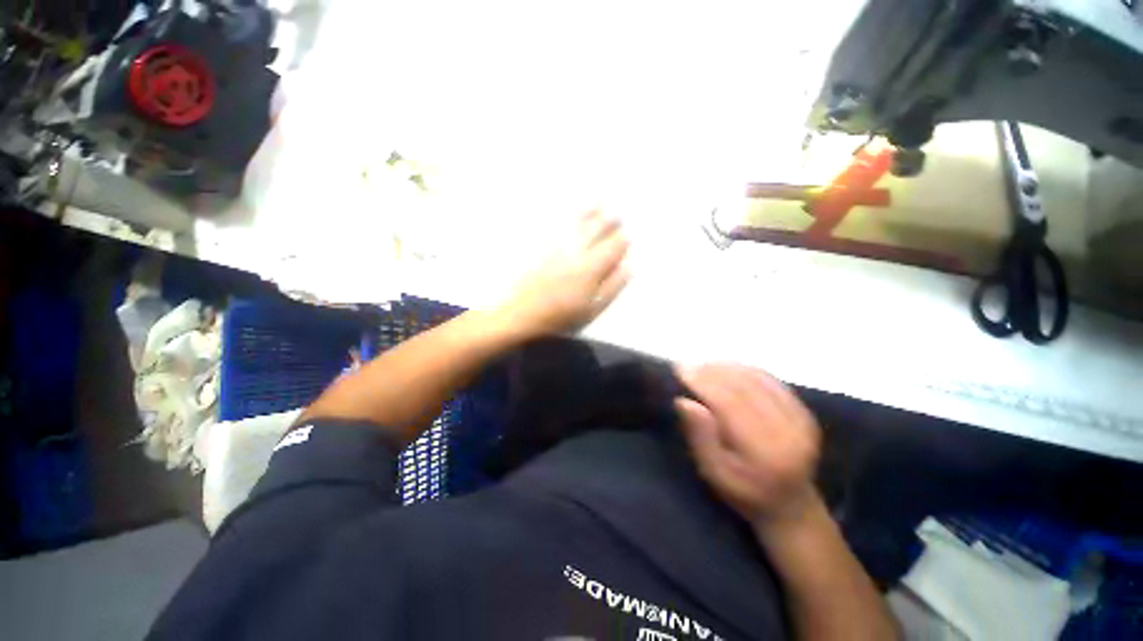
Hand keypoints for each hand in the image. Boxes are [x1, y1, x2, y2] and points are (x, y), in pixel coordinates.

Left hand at [500, 209, 629, 337]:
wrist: (522, 313)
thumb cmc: (560, 315)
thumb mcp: (593, 308)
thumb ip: (613, 286)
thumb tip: (628, 267)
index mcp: (592, 267)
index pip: (613, 246)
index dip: (623, 241)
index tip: (627, 237)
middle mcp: (576, 250)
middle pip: (597, 230)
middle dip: (610, 221)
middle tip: (617, 216)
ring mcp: (557, 245)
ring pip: (577, 223)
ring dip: (590, 212)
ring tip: (597, 204)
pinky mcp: (541, 246)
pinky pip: (556, 224)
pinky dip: (566, 216)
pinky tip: (569, 212)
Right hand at [674, 364, 820, 523]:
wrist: (790, 503)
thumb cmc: (744, 492)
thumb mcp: (714, 473)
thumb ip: (700, 437)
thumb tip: (683, 401)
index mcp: (766, 450)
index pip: (730, 403)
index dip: (704, 382)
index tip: (680, 370)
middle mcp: (789, 429)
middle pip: (744, 386)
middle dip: (711, 371)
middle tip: (687, 365)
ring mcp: (800, 417)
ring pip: (757, 378)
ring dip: (725, 367)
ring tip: (701, 366)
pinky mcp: (802, 409)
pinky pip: (769, 379)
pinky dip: (743, 369)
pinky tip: (725, 369)